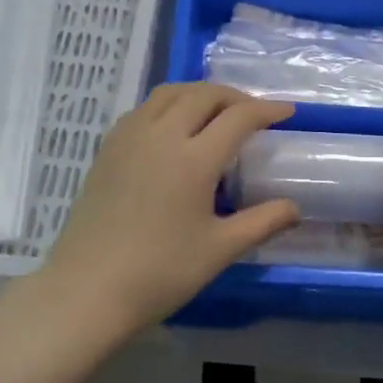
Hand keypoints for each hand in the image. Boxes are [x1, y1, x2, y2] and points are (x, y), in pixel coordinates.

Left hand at [35, 84, 299, 340]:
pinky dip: (170, 104)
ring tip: (216, 110)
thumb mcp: (219, 250)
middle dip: (234, 96)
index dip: (266, 110)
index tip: (286, 113)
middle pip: (203, 94)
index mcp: (193, 159)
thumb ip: (262, 222)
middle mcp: (162, 135)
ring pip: (170, 93)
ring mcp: (130, 137)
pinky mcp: (108, 147)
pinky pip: (145, 108)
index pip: (238, 117)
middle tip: (253, 112)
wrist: (87, 289)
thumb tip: (294, 208)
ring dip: (200, 93)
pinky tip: (174, 127)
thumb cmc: (159, 273)